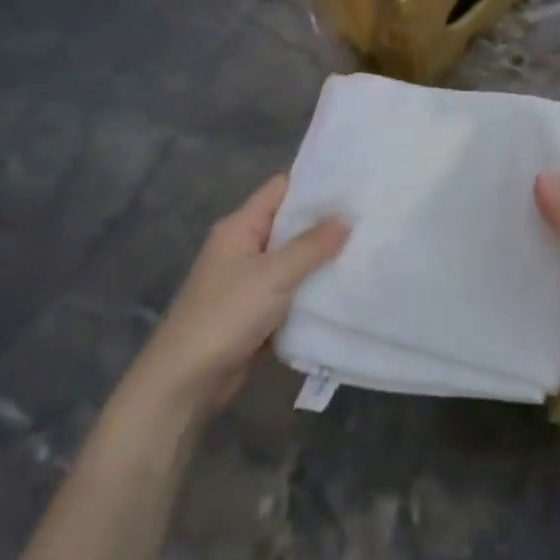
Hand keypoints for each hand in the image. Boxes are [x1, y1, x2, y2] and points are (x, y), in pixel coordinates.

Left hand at [128, 174, 348, 409]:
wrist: (188, 379)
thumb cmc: (226, 315)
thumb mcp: (273, 274)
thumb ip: (311, 245)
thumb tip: (346, 218)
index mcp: (240, 227)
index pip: (280, 189)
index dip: (315, 182)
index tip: (355, 181)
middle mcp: (244, 247)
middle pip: (290, 223)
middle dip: (326, 220)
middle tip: (371, 213)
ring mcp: (250, 279)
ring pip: (294, 258)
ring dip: (323, 255)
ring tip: (368, 243)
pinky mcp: (258, 309)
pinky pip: (292, 288)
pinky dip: (314, 285)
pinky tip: (346, 282)